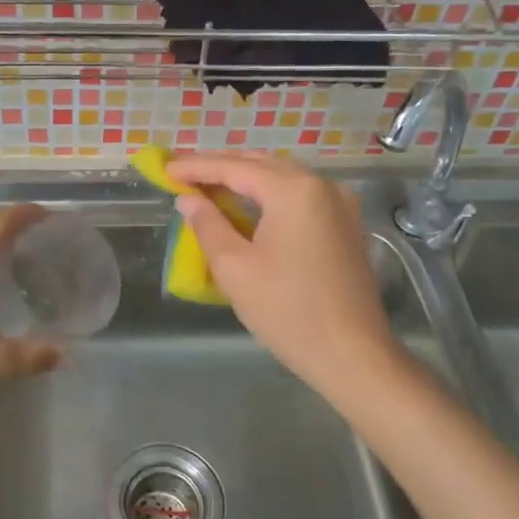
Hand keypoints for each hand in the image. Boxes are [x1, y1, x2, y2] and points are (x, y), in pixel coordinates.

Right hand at [167, 154, 407, 400]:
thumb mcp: (235, 269)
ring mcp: (339, 203)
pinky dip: (269, 192)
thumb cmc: (288, 312)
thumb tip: (187, 200)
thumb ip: (208, 225)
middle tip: (183, 172)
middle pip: (262, 164)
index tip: (166, 168)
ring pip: (283, 176)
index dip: (197, 167)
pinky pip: (300, 194)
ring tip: (209, 184)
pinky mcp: (346, 223)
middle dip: (221, 166)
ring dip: (245, 177)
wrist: (352, 354)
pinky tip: (248, 203)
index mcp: (293, 192)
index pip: (235, 168)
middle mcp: (321, 185)